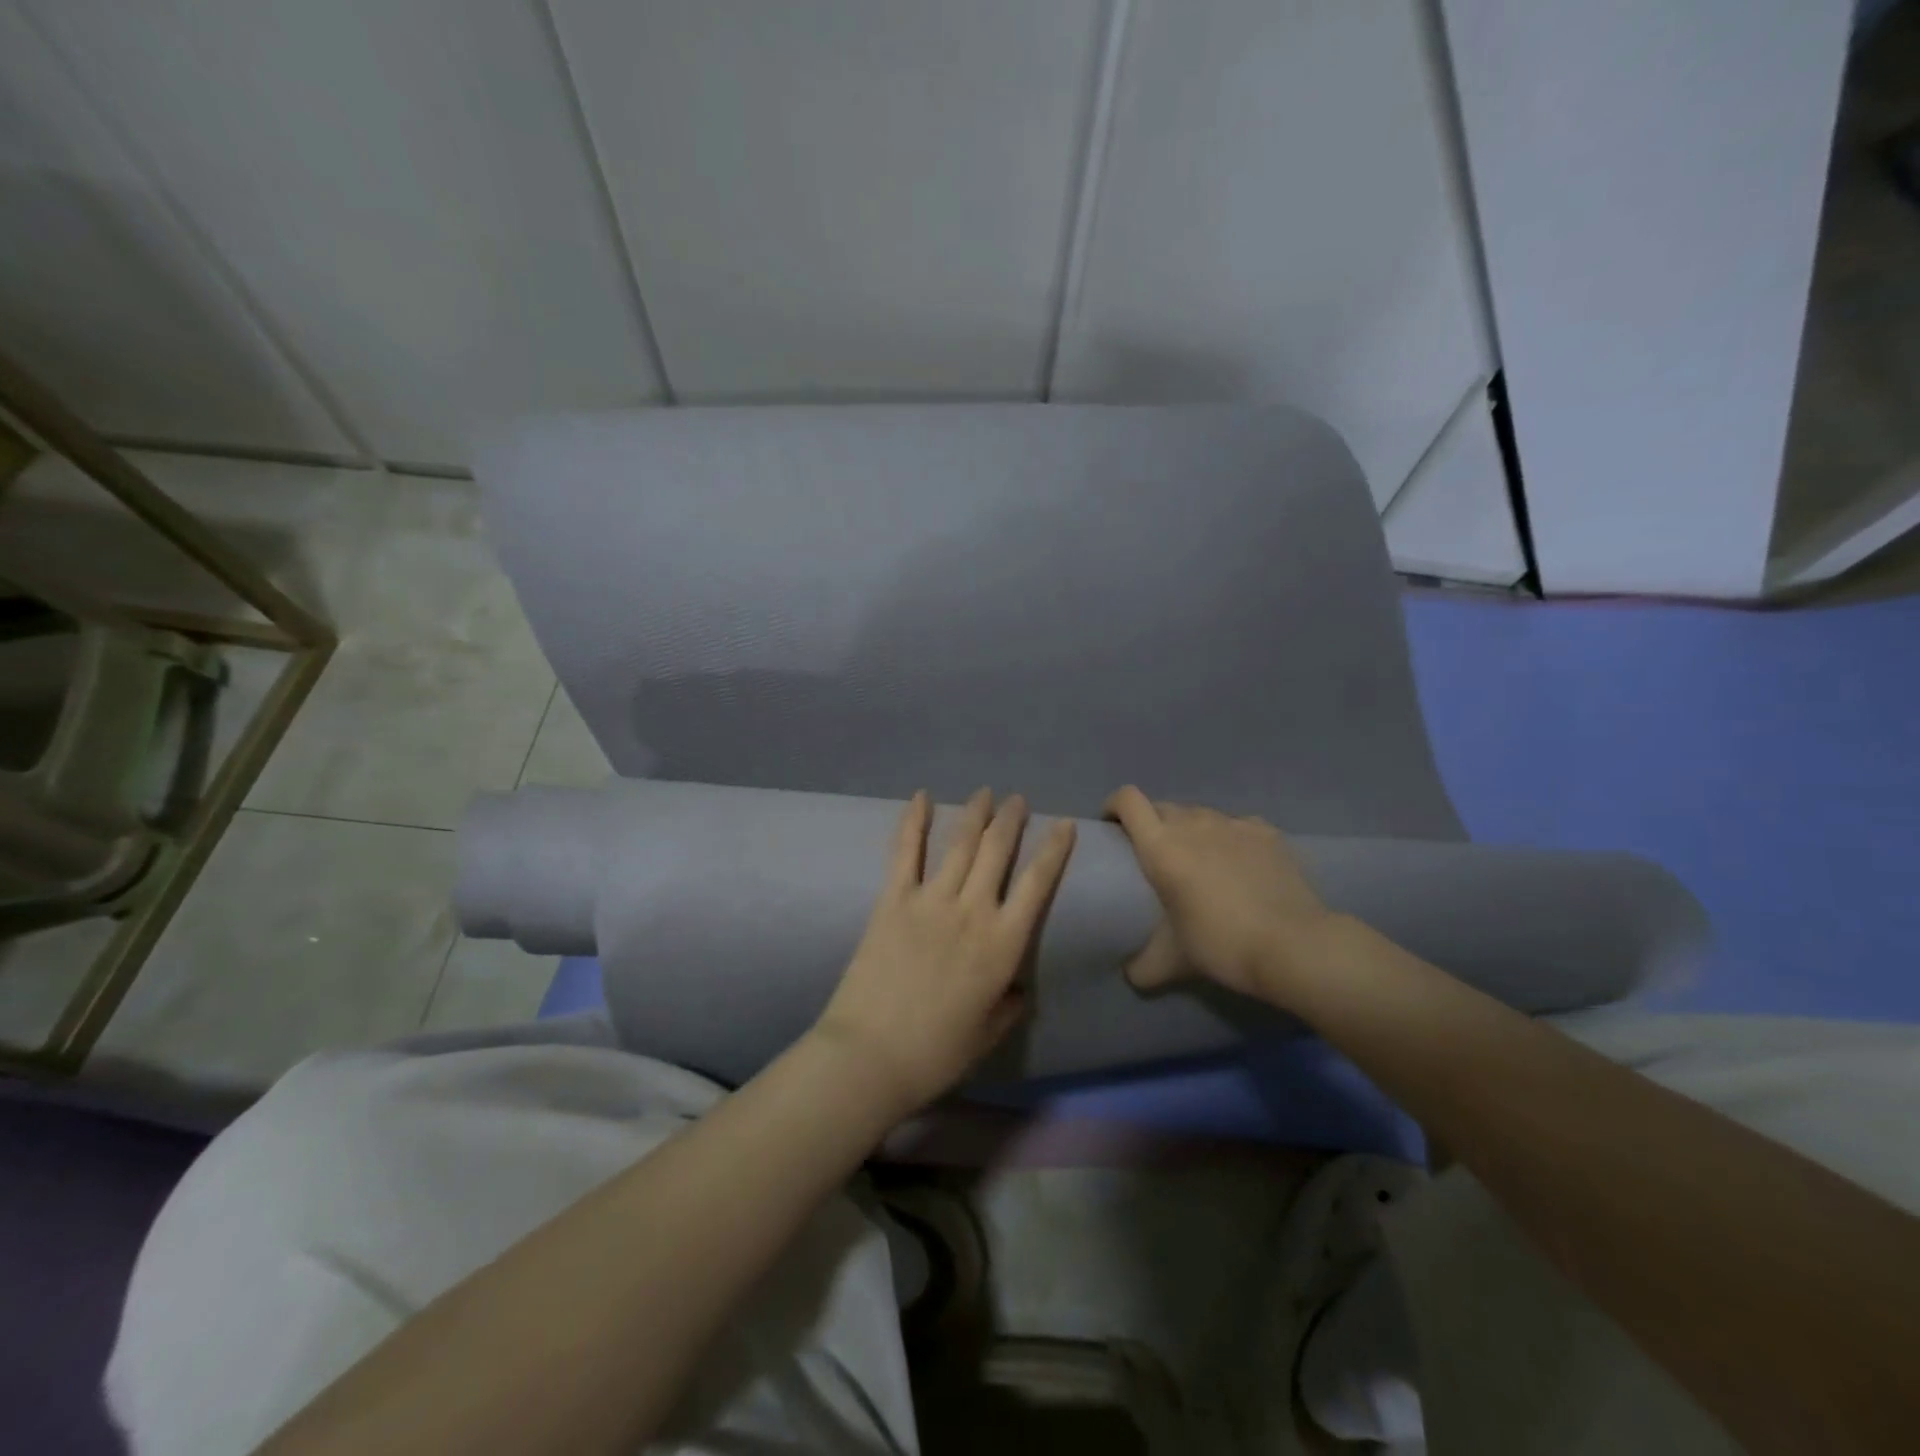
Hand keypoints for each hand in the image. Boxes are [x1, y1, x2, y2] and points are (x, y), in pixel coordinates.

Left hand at [814, 789, 1075, 1113]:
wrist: (870, 1056)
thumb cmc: (936, 1053)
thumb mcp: (989, 1033)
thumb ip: (1008, 1002)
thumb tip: (1015, 984)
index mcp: (1003, 945)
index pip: (1038, 884)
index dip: (1054, 850)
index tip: (1064, 824)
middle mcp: (972, 911)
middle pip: (997, 851)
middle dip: (1011, 820)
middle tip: (1018, 800)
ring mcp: (930, 900)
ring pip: (959, 843)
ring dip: (974, 814)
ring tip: (985, 793)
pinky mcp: (892, 900)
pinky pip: (905, 852)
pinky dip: (913, 821)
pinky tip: (920, 796)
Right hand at [1103, 786, 1339, 1005]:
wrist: (1294, 946)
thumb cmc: (1221, 945)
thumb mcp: (1171, 962)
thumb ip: (1142, 966)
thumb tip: (1130, 975)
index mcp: (1161, 846)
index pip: (1128, 800)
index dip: (1114, 806)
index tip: (1112, 826)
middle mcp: (1193, 824)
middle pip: (1162, 807)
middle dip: (1151, 823)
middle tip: (1155, 855)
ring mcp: (1233, 824)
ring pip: (1200, 815)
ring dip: (1191, 830)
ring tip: (1199, 860)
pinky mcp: (1267, 832)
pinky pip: (1237, 825)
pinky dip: (1230, 838)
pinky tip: (1240, 864)